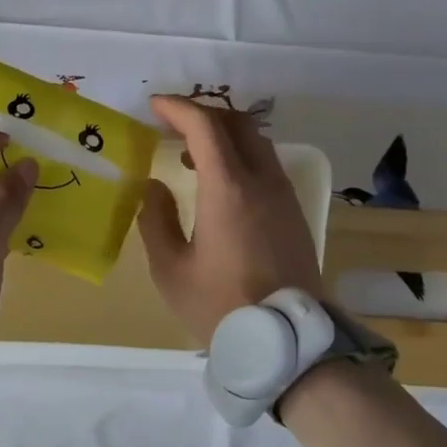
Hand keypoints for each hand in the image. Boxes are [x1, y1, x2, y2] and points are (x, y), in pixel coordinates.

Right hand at [138, 94, 323, 345]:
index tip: (153, 107)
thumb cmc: (221, 306)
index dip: (177, 108)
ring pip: (257, 142)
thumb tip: (154, 187)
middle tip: (171, 127)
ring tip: (190, 158)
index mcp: (228, 188)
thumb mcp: (171, 269)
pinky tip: (219, 185)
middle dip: (202, 115)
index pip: (205, 126)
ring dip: (223, 137)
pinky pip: (267, 166)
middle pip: (237, 123)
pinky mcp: (293, 213)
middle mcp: (261, 181)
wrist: (287, 340)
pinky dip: (240, 158)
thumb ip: (156, 221)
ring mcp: (283, 195)